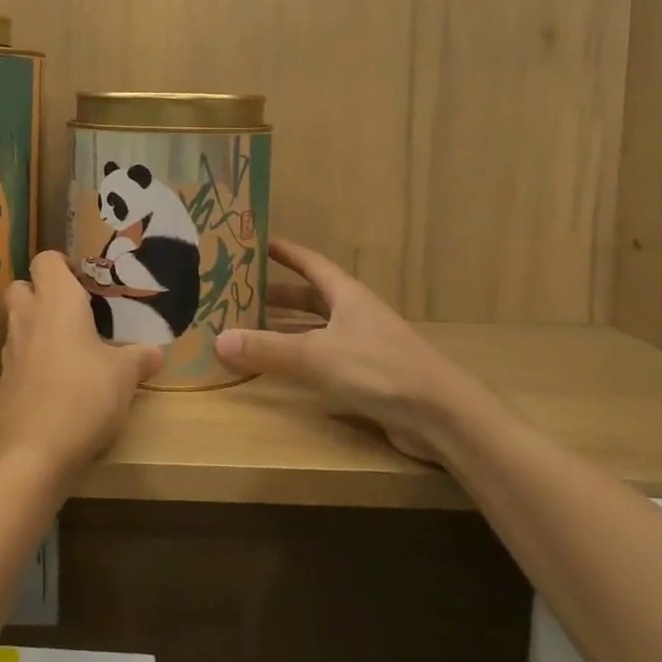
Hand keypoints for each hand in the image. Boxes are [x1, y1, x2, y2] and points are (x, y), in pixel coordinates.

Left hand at [0, 251, 161, 485]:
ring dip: (37, 325)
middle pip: (23, 286)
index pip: (46, 260)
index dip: (63, 264)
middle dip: (43, 291)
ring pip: (17, 320)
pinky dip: (33, 358)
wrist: (33, 452)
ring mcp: (10, 349)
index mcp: (56, 301)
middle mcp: (27, 316)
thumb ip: (139, 358)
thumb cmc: (84, 395)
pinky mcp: (4, 380)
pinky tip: (58, 379)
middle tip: (75, 310)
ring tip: (71, 346)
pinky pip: (18, 355)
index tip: (87, 282)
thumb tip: (155, 353)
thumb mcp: (124, 376)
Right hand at [214, 238, 485, 462]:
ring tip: (251, 328)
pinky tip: (281, 368)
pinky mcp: (369, 377)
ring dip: (288, 327)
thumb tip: (218, 340)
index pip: (311, 263)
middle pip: (312, 297)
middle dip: (279, 294)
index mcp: (347, 296)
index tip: (257, 243)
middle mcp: (356, 315)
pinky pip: (325, 357)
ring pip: (317, 329)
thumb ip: (267, 350)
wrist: (444, 417)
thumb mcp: (317, 356)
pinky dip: (301, 357)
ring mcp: (365, 346)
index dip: (286, 253)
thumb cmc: (380, 370)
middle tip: (241, 293)